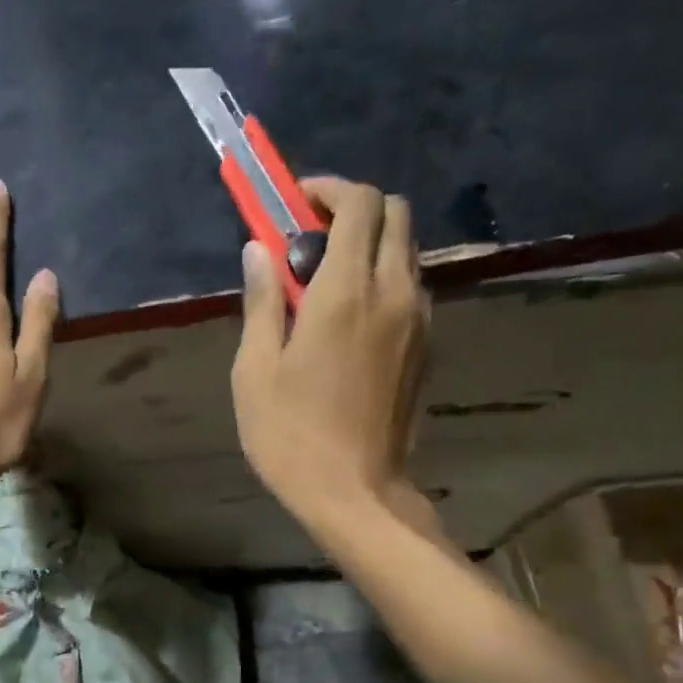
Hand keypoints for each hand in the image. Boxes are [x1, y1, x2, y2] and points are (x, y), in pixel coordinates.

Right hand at [231, 177, 436, 537]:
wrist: (356, 492)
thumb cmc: (291, 434)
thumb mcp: (255, 369)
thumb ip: (261, 300)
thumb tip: (258, 249)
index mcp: (347, 292)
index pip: (360, 204)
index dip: (327, 190)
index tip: (293, 204)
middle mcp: (395, 293)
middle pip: (395, 214)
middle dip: (353, 209)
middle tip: (307, 237)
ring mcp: (419, 320)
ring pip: (406, 250)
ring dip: (369, 244)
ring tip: (322, 279)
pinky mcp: (427, 347)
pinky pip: (410, 287)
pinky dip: (382, 278)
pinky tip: (347, 318)